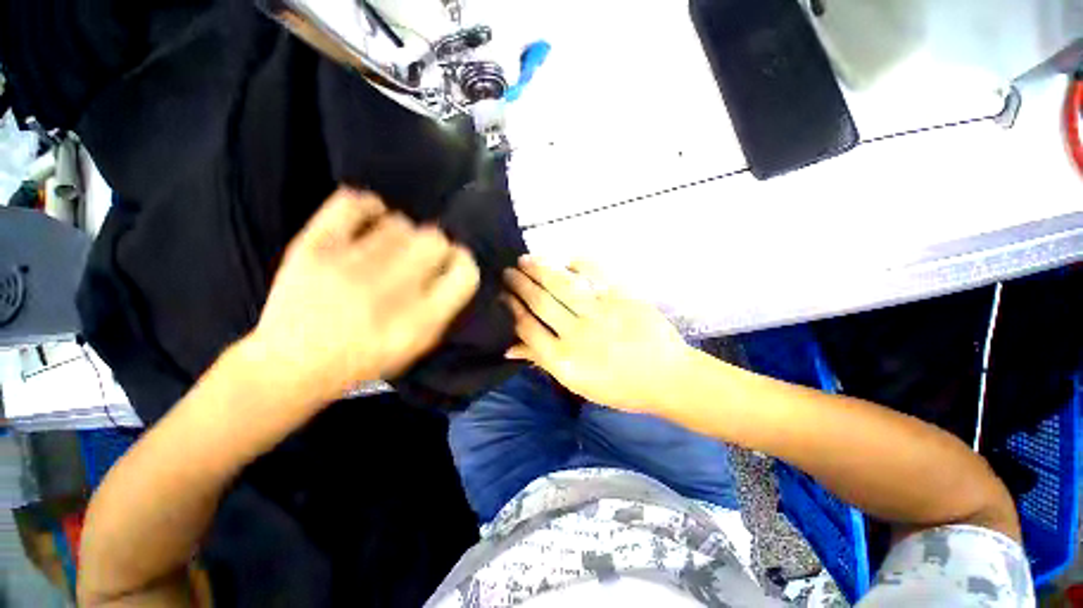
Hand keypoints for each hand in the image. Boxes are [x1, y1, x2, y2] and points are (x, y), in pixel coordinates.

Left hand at [248, 188, 479, 405]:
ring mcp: (351, 266)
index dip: (463, 261)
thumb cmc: (365, 358)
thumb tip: (453, 265)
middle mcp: (392, 291)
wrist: (292, 365)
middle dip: (434, 246)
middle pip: (436, 240)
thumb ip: (444, 306)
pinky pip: (353, 202)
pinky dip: (368, 206)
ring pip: (400, 222)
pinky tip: (370, 220)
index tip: (451, 263)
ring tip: (389, 247)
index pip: (465, 272)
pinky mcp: (314, 247)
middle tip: (419, 257)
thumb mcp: (418, 346)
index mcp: (422, 320)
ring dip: (402, 234)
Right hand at [503, 257, 693, 413]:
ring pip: (561, 285)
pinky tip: (566, 259)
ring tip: (525, 259)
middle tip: (508, 271)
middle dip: (520, 284)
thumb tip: (508, 348)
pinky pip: (595, 275)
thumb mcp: (576, 382)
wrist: (666, 377)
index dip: (511, 308)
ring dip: (540, 269)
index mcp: (564, 360)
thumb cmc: (619, 386)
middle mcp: (578, 334)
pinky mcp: (622, 298)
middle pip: (541, 302)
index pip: (527, 327)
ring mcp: (601, 313)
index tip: (502, 295)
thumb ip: (542, 361)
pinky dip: (579, 264)